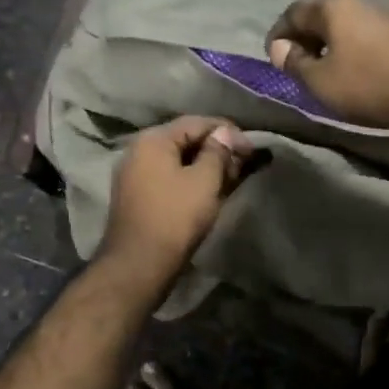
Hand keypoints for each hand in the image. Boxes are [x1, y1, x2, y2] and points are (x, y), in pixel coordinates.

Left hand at [99, 116, 256, 288]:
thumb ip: (218, 152)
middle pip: (186, 140)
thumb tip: (225, 132)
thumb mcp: (204, 181)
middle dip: (218, 149)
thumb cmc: (175, 218)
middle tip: (246, 162)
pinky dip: (192, 179)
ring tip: (234, 176)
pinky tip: (212, 190)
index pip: (196, 122)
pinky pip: (170, 178)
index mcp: (153, 140)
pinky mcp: (139, 197)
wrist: (139, 265)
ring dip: (207, 166)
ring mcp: (136, 175)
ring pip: (179, 161)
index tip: (252, 147)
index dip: (227, 131)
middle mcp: (139, 151)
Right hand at [266, 0, 388, 130]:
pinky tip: (353, 72)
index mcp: (334, 6)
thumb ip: (294, 63)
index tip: (273, 58)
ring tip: (323, 71)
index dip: (278, 35)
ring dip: (329, 44)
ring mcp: (385, 14)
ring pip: (345, 25)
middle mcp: (359, 1)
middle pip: (321, 15)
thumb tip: (280, 49)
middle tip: (296, 65)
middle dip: (304, 38)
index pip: (294, 12)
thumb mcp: (320, 81)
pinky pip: (365, 35)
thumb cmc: (367, 84)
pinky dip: (351, 49)